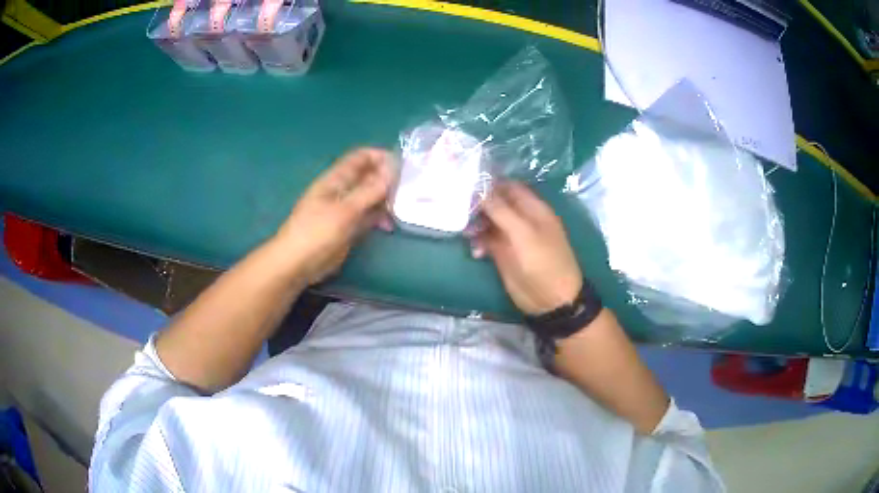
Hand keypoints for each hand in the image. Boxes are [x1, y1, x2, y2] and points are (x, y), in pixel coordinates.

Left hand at [274, 148, 394, 284]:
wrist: (297, 264)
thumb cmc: (316, 232)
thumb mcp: (345, 210)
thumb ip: (369, 190)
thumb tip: (392, 169)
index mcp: (336, 179)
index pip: (360, 158)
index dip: (380, 157)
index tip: (403, 165)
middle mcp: (342, 191)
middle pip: (368, 177)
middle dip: (387, 179)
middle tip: (411, 188)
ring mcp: (345, 210)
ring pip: (370, 198)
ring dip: (386, 199)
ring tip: (406, 205)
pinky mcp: (348, 228)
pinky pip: (368, 217)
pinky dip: (380, 217)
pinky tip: (391, 224)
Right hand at [471, 182, 582, 315]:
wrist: (550, 300)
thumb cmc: (543, 262)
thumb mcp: (523, 233)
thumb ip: (502, 210)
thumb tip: (480, 188)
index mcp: (532, 208)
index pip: (509, 187)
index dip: (490, 183)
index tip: (466, 182)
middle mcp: (521, 218)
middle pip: (496, 203)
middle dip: (478, 203)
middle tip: (456, 205)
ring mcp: (511, 236)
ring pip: (489, 222)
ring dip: (475, 224)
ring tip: (463, 230)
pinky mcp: (503, 254)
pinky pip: (486, 241)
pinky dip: (478, 242)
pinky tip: (474, 250)